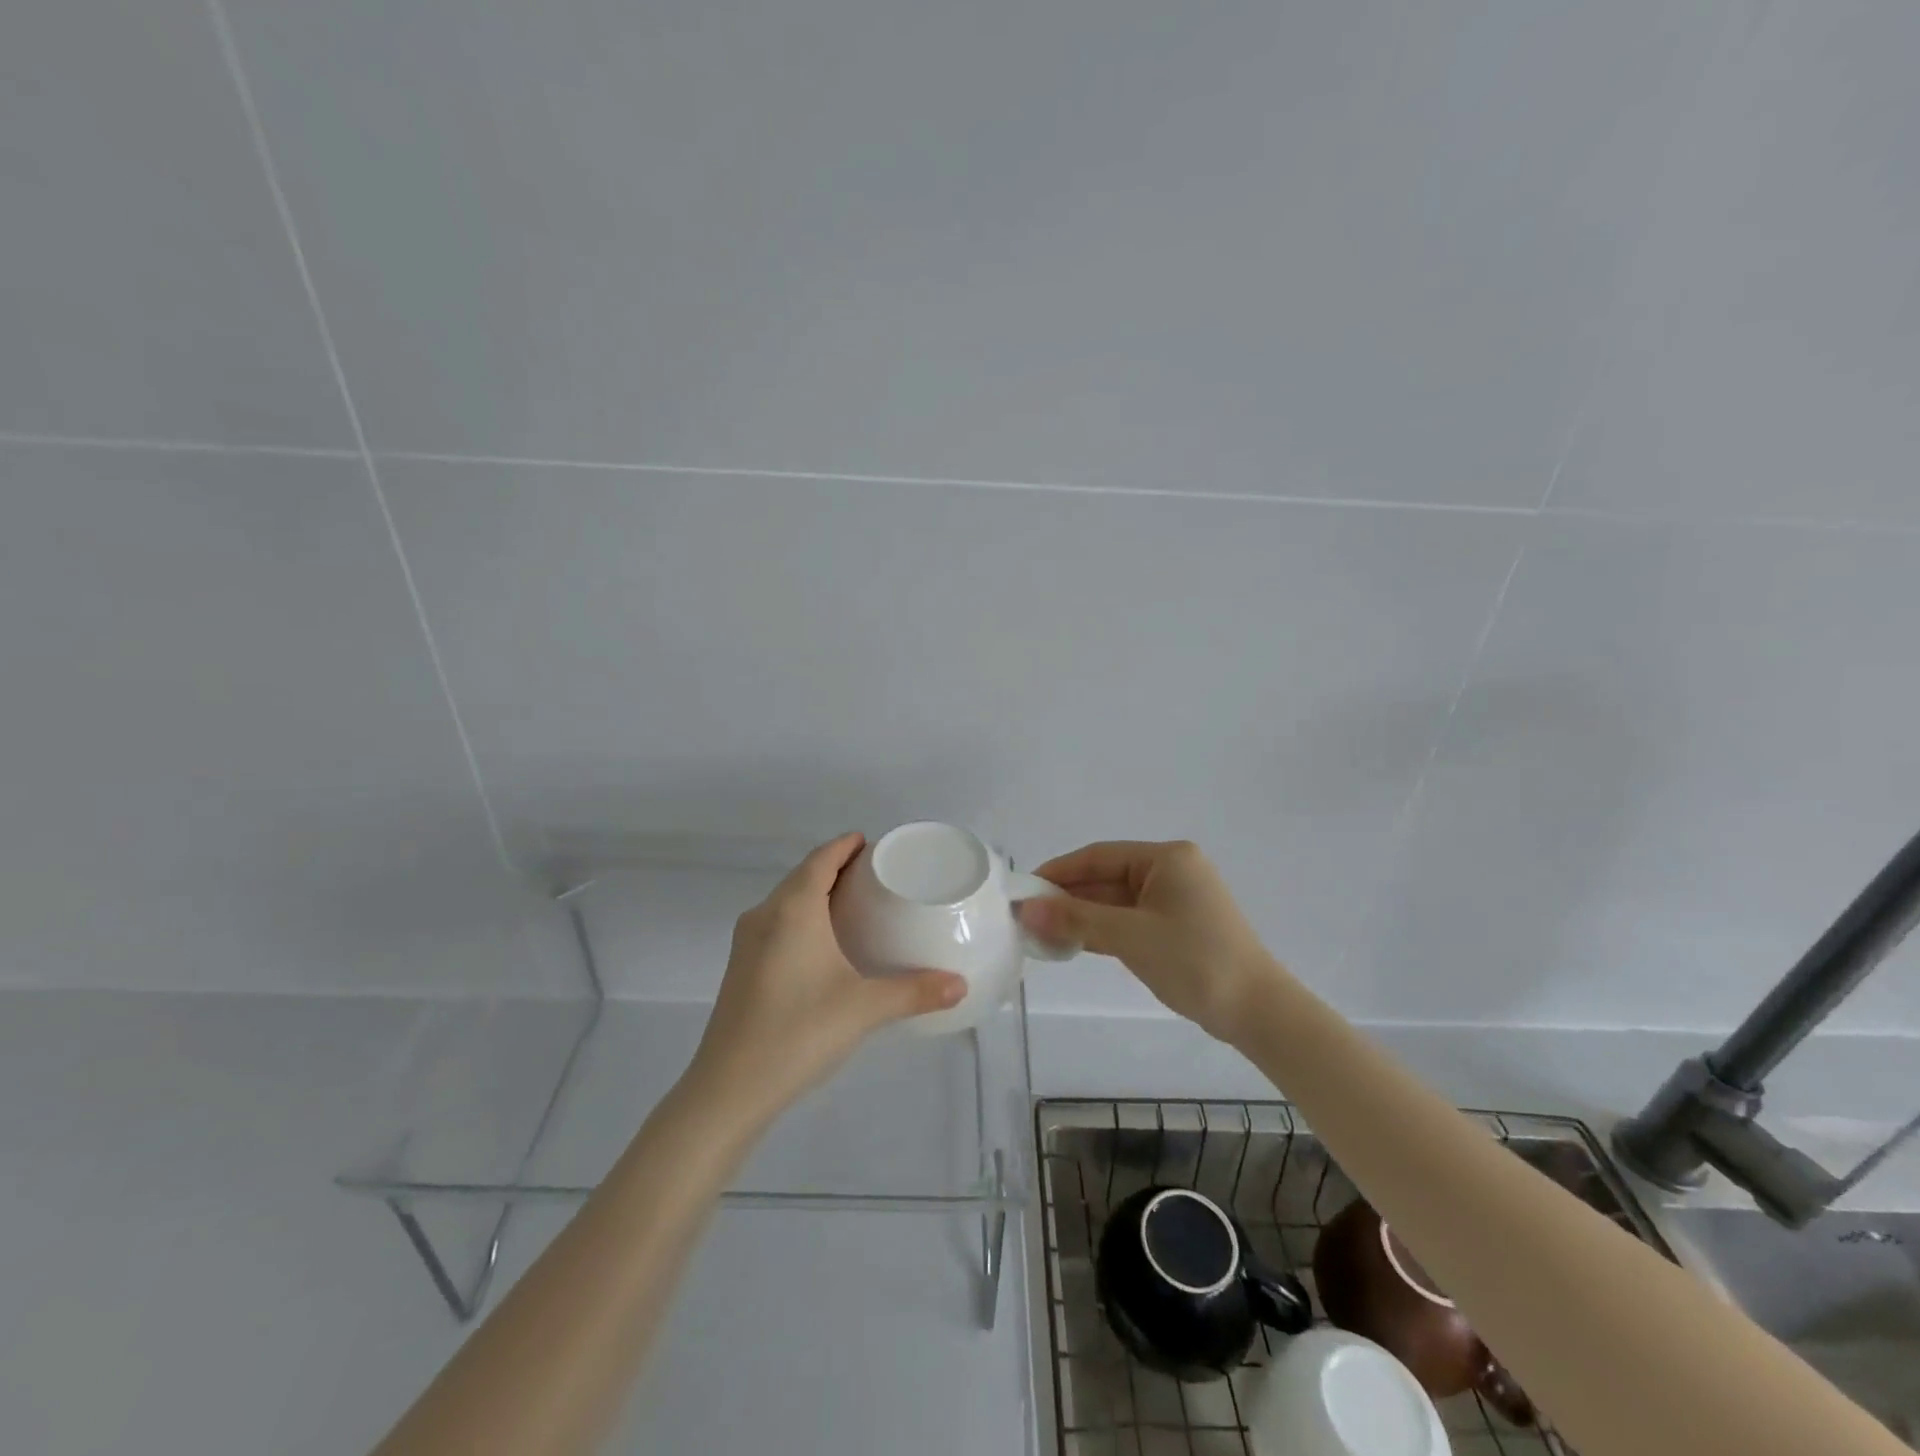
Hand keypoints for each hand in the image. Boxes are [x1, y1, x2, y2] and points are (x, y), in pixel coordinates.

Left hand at [684, 834, 967, 1126]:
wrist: (728, 1089)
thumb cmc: (798, 1032)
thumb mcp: (864, 1009)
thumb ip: (914, 992)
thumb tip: (960, 985)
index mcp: (792, 910)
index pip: (821, 859)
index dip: (845, 845)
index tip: (871, 843)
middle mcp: (765, 915)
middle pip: (802, 876)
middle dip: (834, 867)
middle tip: (873, 875)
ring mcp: (747, 943)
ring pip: (785, 901)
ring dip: (815, 893)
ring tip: (852, 905)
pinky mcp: (740, 968)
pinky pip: (775, 924)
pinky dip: (800, 918)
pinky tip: (821, 945)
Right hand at [1018, 840, 1275, 1041]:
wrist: (1258, 1012)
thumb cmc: (1195, 961)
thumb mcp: (1130, 936)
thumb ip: (1076, 919)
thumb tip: (1027, 910)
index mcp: (1166, 858)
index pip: (1098, 857)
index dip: (1057, 872)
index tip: (1023, 891)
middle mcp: (1172, 870)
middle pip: (1106, 878)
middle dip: (1067, 898)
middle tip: (1027, 917)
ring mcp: (1176, 900)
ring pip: (1115, 901)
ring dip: (1081, 916)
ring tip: (1041, 933)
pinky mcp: (1177, 927)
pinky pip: (1129, 919)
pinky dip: (1102, 930)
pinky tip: (1073, 943)